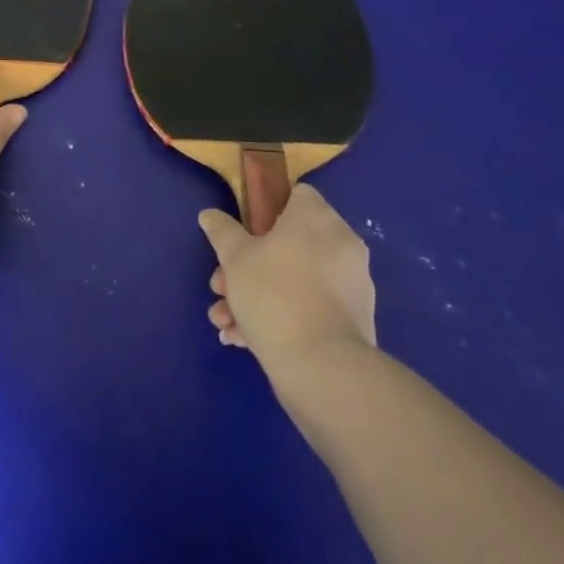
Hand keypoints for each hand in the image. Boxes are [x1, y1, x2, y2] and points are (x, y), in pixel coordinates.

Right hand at [199, 183, 376, 358]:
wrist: (322, 368)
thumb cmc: (273, 294)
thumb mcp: (234, 258)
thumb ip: (221, 231)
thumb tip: (210, 214)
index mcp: (317, 218)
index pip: (296, 195)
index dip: (265, 210)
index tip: (243, 234)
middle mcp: (341, 244)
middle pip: (289, 243)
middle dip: (248, 265)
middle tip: (221, 286)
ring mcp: (351, 285)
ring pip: (295, 279)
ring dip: (257, 295)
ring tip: (225, 321)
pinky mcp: (354, 321)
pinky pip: (310, 307)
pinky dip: (281, 317)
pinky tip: (244, 339)